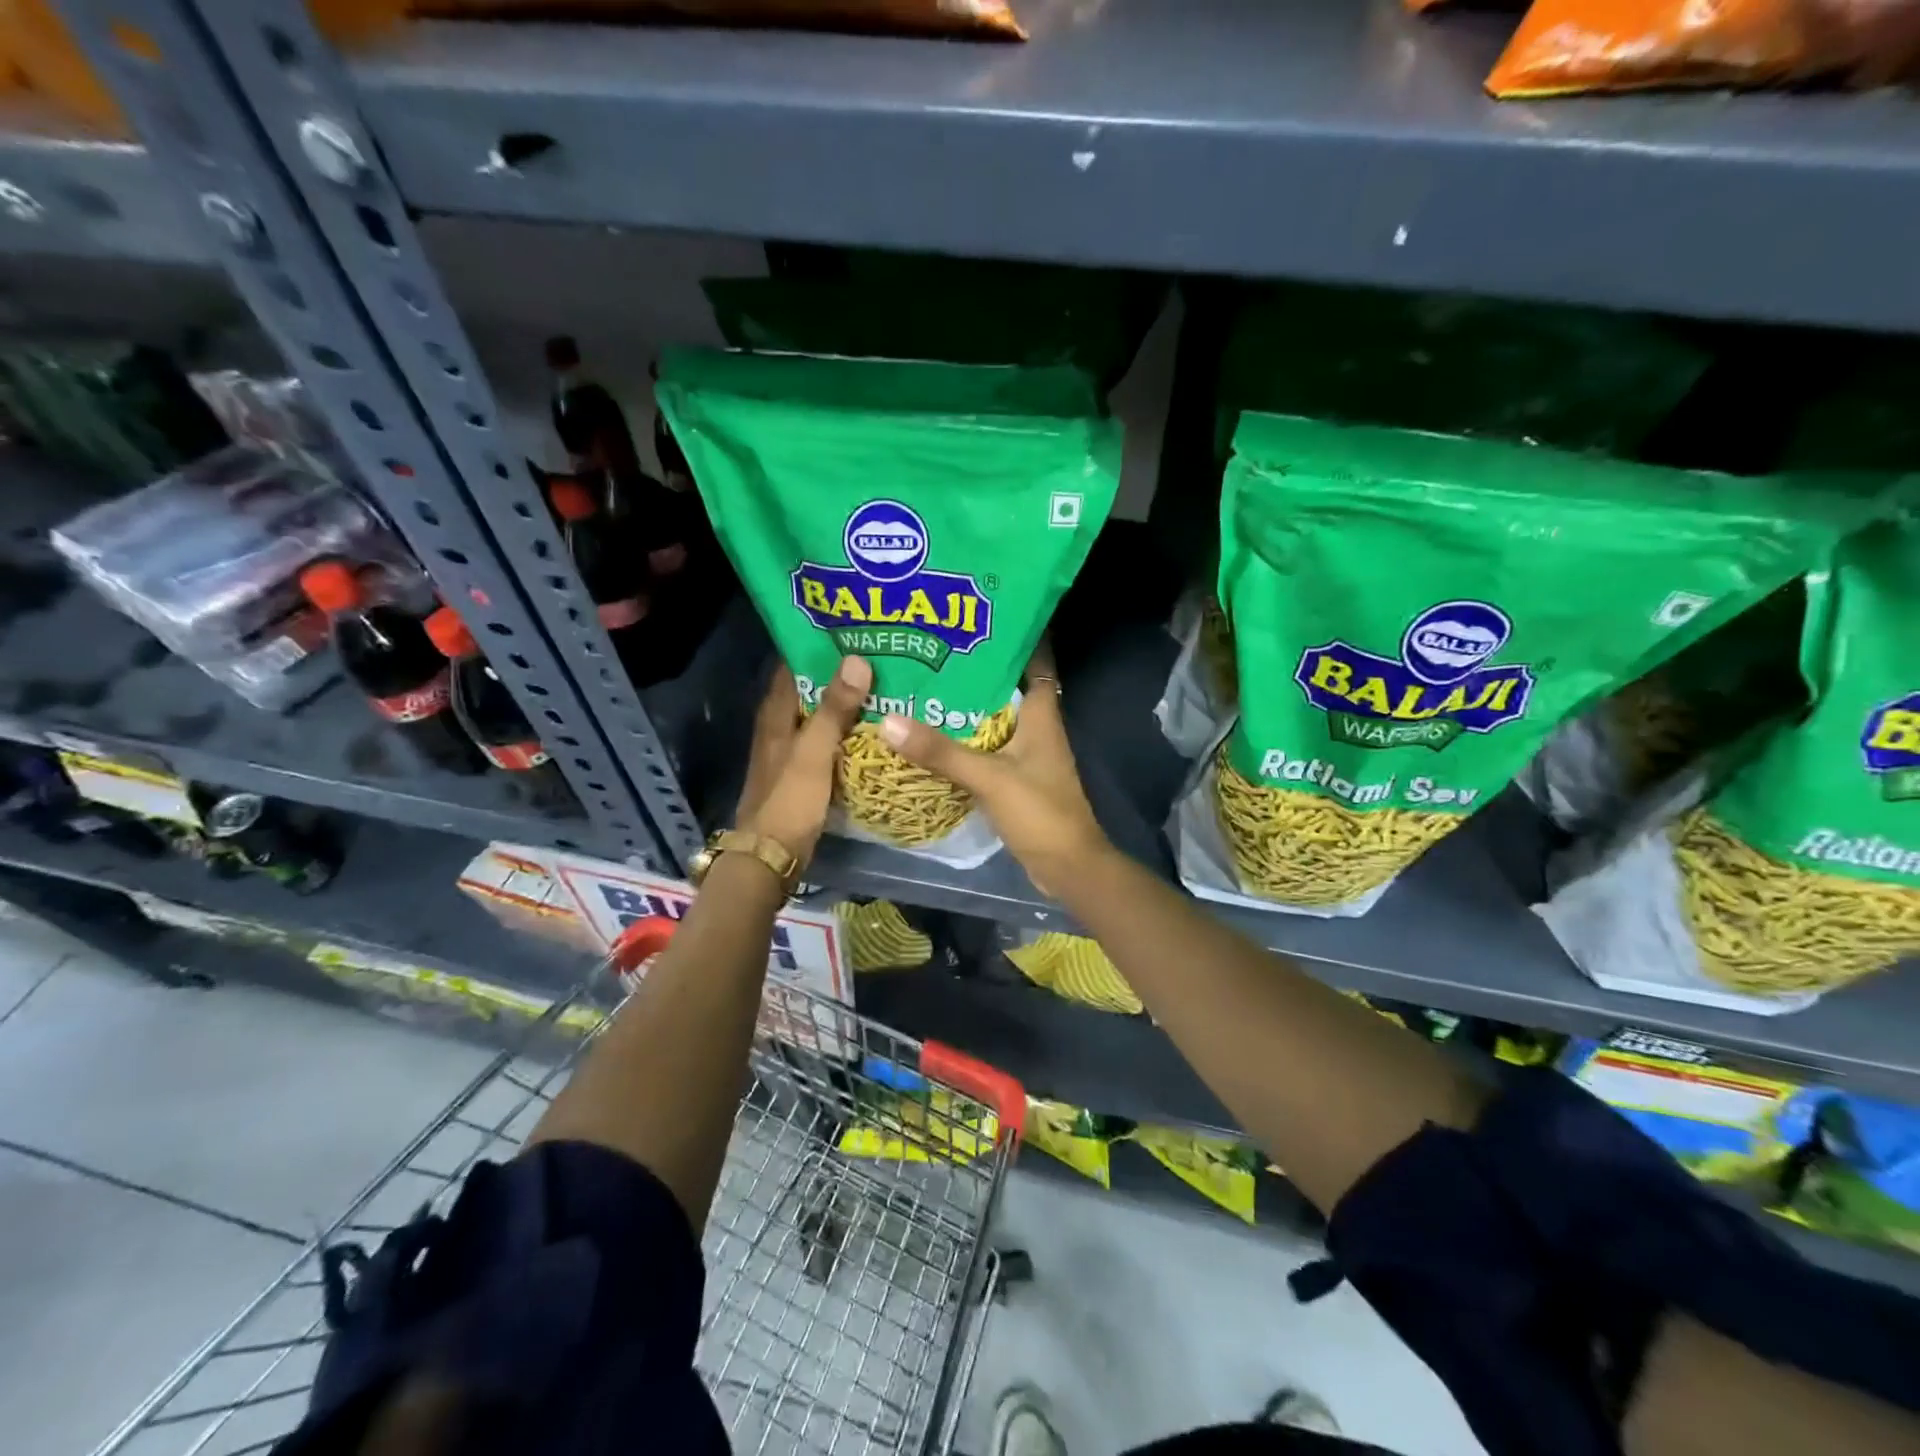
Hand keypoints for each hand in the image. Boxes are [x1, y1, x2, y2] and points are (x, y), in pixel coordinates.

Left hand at [735, 655, 871, 867]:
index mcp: (776, 713)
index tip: (856, 630)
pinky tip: (874, 727)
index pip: (794, 664)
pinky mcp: (803, 771)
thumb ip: (834, 709)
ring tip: (885, 684)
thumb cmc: (789, 800)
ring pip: (821, 713)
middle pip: (810, 687)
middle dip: (840, 672)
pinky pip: (828, 739)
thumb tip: (857, 658)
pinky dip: (847, 729)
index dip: (819, 646)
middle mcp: (780, 725)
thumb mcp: (814, 752)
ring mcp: (791, 749)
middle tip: (882, 655)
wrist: (770, 856)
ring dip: (846, 700)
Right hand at [877, 647, 1111, 895]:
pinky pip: (987, 745)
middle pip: (1007, 685)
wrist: (1066, 866)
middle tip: (933, 647)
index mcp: (1043, 714)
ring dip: (967, 703)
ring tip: (924, 681)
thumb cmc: (1039, 812)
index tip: (979, 614)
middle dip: (976, 667)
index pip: (1035, 659)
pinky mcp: (1015, 776)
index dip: (1014, 635)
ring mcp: (1027, 752)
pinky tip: (933, 732)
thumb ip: (941, 751)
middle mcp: (1037, 726)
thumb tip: (888, 721)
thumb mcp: (988, 777)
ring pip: (995, 716)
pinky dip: (964, 736)